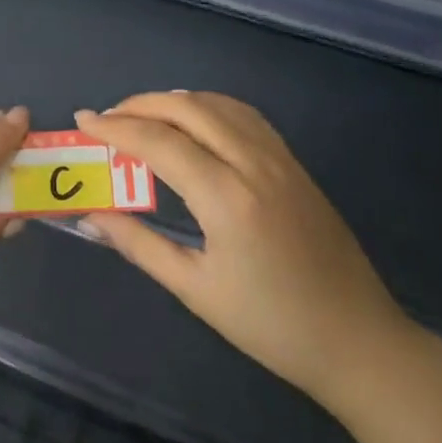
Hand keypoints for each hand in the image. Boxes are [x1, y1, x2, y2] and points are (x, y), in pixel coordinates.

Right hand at [76, 92, 411, 408]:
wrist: (358, 341)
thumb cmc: (271, 326)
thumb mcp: (196, 290)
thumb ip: (139, 245)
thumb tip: (91, 216)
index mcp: (227, 198)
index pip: (159, 142)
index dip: (115, 127)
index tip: (82, 121)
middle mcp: (253, 164)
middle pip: (187, 108)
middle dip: (139, 105)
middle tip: (106, 119)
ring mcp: (279, 159)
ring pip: (218, 104)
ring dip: (173, 101)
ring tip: (141, 116)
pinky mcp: (294, 163)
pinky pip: (244, 115)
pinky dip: (208, 106)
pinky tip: (193, 122)